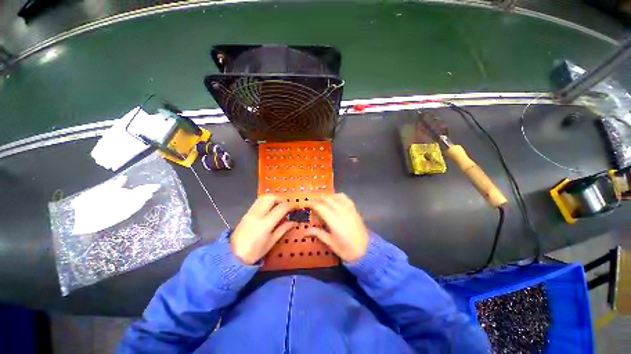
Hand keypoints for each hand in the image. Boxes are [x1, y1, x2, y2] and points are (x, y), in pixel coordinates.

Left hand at [231, 195, 296, 264]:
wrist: (232, 256)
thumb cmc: (254, 252)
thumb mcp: (271, 242)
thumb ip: (283, 229)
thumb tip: (294, 221)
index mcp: (265, 223)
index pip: (281, 208)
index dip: (291, 206)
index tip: (296, 208)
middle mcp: (257, 214)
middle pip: (272, 197)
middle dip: (282, 199)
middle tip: (287, 206)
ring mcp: (250, 212)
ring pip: (264, 197)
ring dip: (274, 198)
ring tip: (279, 206)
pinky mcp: (246, 212)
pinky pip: (259, 201)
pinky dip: (267, 201)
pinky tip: (270, 209)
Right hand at [306, 194, 368, 261]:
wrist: (366, 250)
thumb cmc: (346, 249)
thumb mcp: (331, 243)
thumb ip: (318, 234)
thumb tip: (305, 232)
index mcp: (335, 221)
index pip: (320, 207)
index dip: (312, 204)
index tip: (305, 204)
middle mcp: (342, 212)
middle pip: (327, 199)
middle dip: (318, 200)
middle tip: (312, 205)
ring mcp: (349, 209)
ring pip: (335, 196)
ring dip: (327, 197)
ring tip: (322, 203)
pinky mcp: (354, 209)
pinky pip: (345, 198)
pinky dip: (337, 196)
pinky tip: (334, 200)